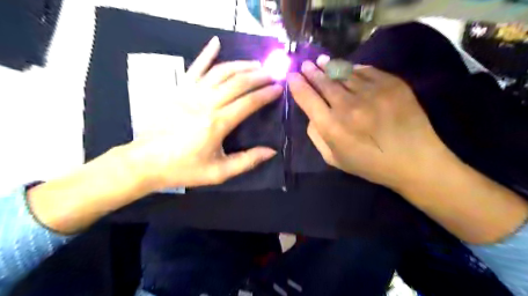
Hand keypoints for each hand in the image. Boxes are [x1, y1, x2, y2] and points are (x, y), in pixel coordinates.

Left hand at [124, 36, 282, 189]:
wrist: (146, 161)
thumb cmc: (184, 168)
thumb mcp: (219, 172)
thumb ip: (246, 161)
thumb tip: (271, 151)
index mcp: (217, 123)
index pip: (249, 103)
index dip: (266, 94)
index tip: (279, 88)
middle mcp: (206, 103)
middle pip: (238, 83)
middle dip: (258, 77)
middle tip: (272, 74)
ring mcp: (190, 93)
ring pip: (220, 72)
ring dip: (241, 65)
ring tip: (256, 64)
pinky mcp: (178, 89)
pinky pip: (195, 67)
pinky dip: (206, 54)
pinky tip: (216, 42)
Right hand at [287, 58, 451, 188]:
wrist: (415, 160)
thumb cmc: (370, 164)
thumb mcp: (333, 158)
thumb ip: (316, 135)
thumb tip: (312, 113)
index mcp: (331, 126)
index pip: (307, 98)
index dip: (297, 85)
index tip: (292, 77)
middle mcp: (348, 105)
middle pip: (323, 81)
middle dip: (311, 72)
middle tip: (306, 65)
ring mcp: (371, 91)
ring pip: (343, 72)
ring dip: (329, 66)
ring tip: (322, 61)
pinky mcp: (391, 83)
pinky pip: (365, 70)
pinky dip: (353, 69)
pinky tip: (348, 69)